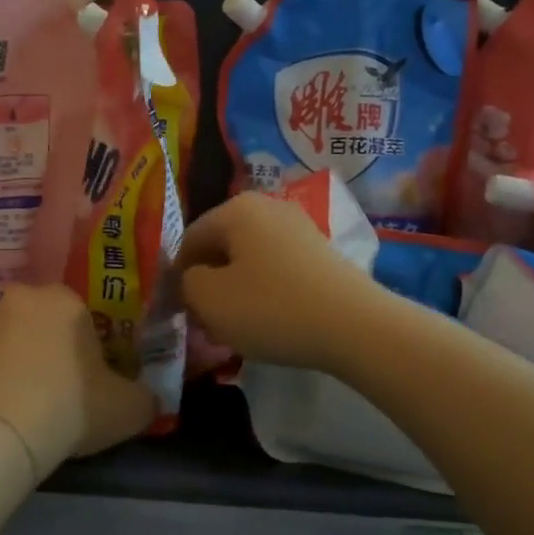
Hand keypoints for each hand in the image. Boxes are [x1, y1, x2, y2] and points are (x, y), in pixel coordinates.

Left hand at [0, 284, 154, 476]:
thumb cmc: (71, 405)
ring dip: (6, 358)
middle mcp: (17, 298)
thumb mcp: (127, 408)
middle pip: (34, 319)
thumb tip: (148, 400)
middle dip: (40, 345)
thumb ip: (143, 398)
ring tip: (14, 403)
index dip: (82, 344)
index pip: (77, 312)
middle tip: (50, 387)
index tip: (84, 376)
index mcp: (63, 300)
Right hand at [177, 193, 384, 371]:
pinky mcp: (320, 252)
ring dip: (235, 291)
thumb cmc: (271, 308)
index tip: (182, 312)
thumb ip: (186, 283)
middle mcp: (267, 206)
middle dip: (208, 284)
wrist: (355, 326)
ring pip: (248, 260)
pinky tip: (269, 321)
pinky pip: (276, 268)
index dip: (178, 277)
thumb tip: (193, 278)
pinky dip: (265, 292)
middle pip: (221, 247)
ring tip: (236, 328)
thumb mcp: (209, 299)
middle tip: (206, 323)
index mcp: (236, 208)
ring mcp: (298, 227)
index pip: (189, 239)